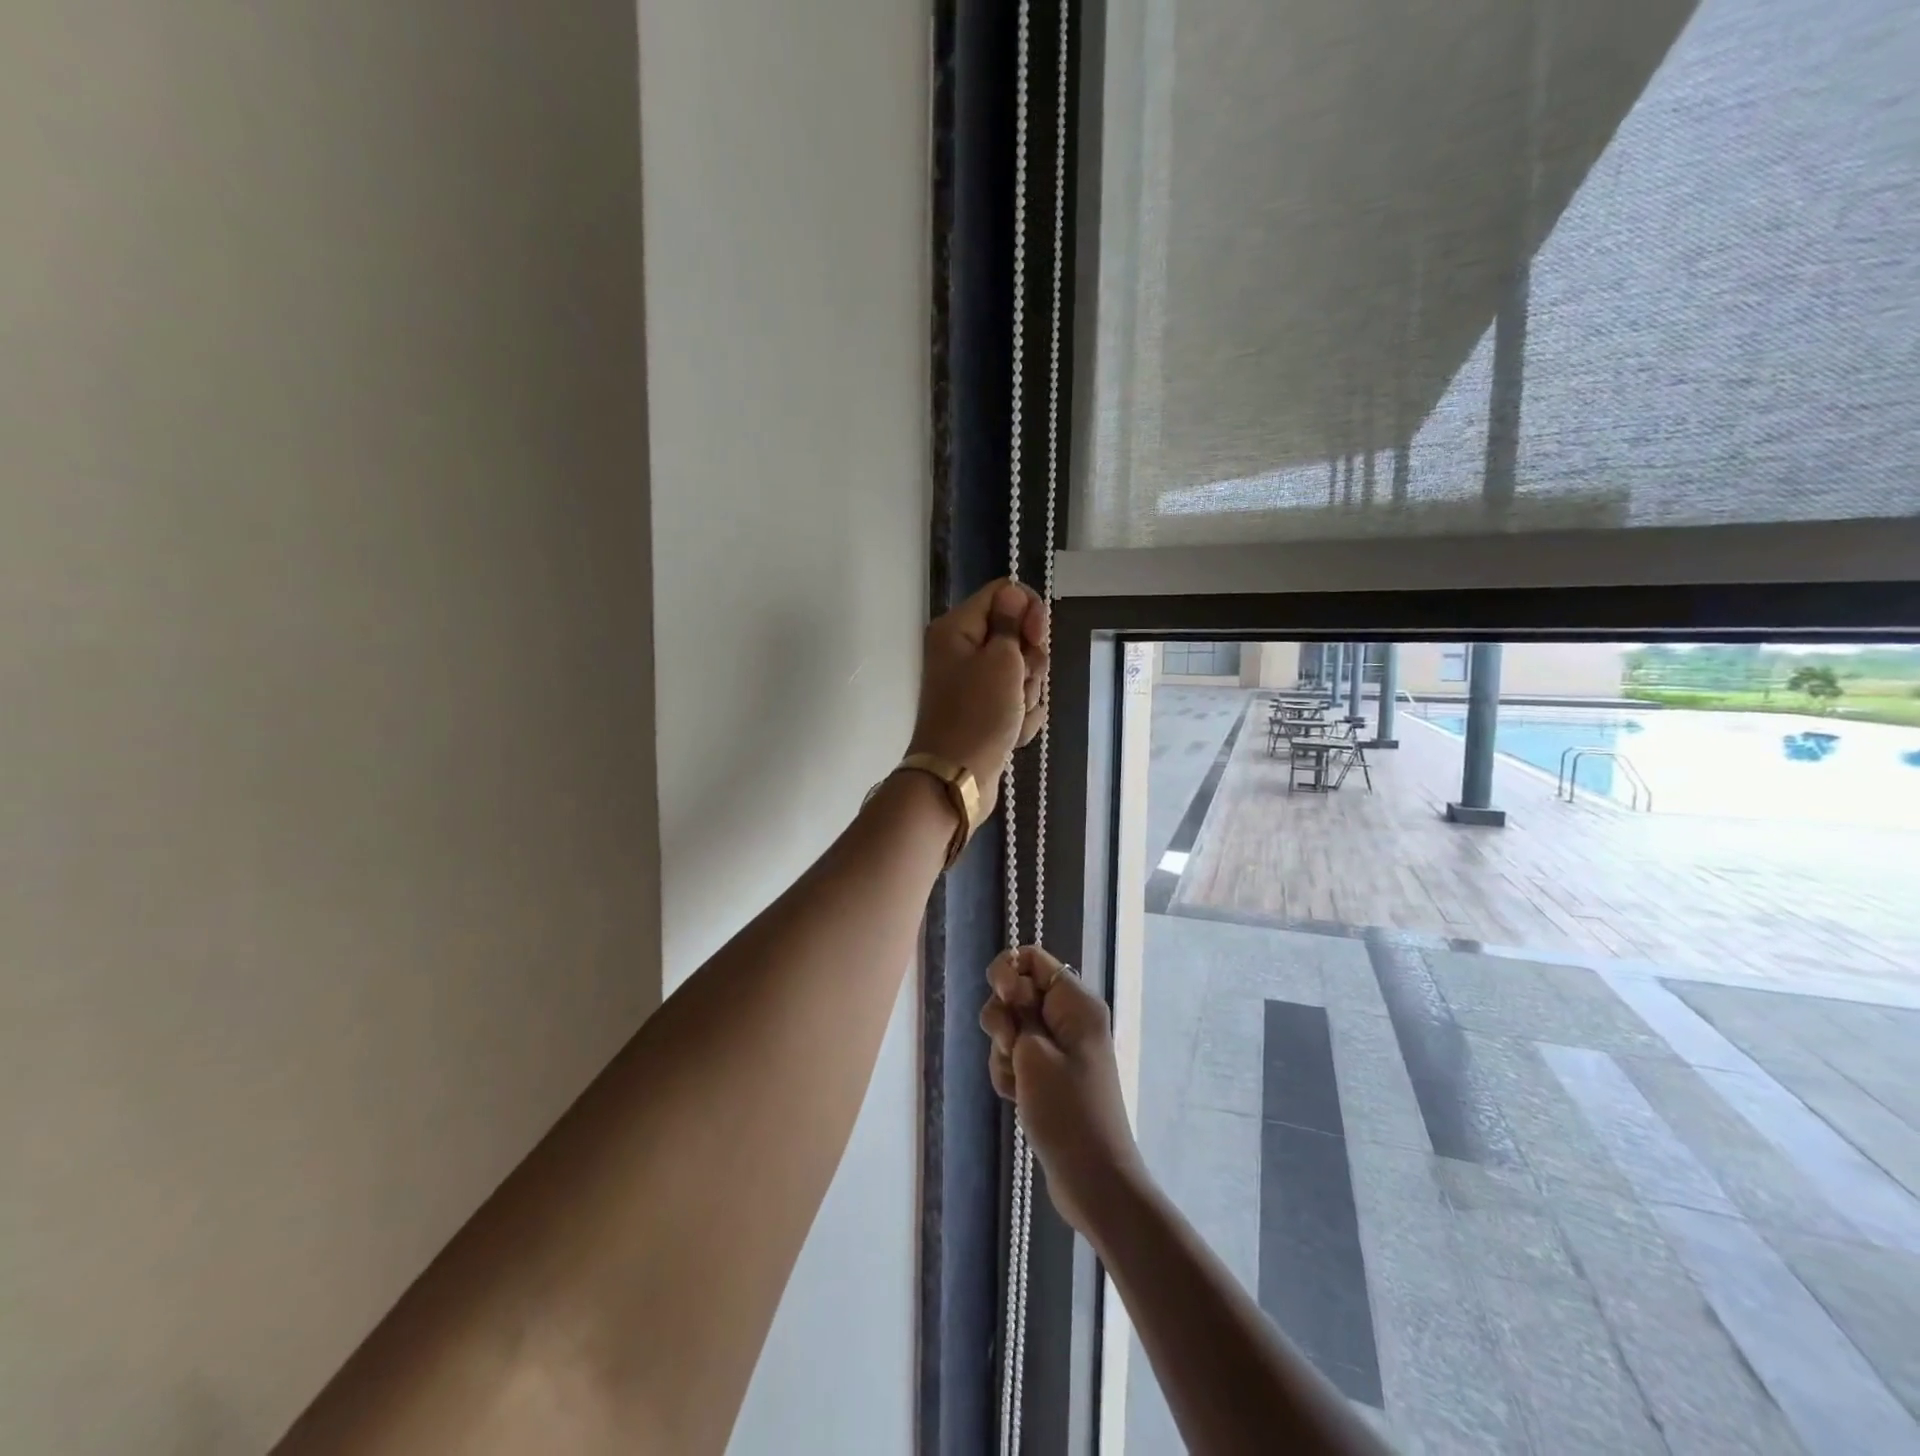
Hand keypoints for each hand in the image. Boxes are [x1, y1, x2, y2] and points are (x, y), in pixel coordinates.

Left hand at [909, 579, 1048, 813]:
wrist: (958, 778)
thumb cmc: (978, 715)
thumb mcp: (1001, 661)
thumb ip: (1011, 623)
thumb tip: (1013, 594)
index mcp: (957, 628)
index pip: (1004, 593)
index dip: (1028, 610)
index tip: (1036, 637)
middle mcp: (962, 651)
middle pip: (1016, 634)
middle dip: (1030, 661)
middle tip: (1021, 682)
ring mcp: (974, 684)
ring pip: (1021, 671)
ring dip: (1027, 693)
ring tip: (1013, 714)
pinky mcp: (985, 711)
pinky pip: (1017, 701)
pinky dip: (1021, 716)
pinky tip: (1013, 733)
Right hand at [979, 946, 1144, 1235]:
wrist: (1092, 1179)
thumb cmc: (1067, 1110)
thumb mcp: (1033, 1053)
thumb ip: (1015, 1009)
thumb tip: (1011, 980)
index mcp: (1075, 1002)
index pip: (1031, 959)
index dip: (1008, 974)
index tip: (1006, 1002)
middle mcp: (1068, 1017)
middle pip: (1015, 993)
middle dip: (1002, 1021)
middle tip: (1013, 1048)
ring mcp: (1058, 1047)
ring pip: (1010, 1028)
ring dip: (1003, 1053)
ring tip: (1018, 1083)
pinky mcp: (1048, 1073)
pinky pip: (1016, 1057)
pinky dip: (1009, 1073)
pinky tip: (1016, 1098)